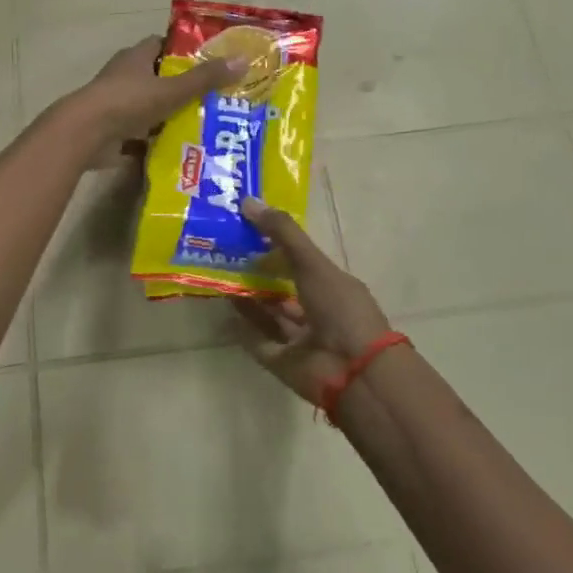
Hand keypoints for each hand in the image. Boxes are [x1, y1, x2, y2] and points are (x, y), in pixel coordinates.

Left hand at [60, 38, 243, 149]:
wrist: (85, 134)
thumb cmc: (128, 102)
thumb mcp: (172, 89)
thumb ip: (205, 79)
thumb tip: (242, 61)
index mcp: (135, 57)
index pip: (162, 45)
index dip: (184, 51)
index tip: (209, 61)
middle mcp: (124, 76)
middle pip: (157, 77)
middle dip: (181, 86)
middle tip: (213, 98)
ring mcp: (115, 104)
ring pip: (149, 106)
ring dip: (169, 115)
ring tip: (202, 125)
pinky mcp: (111, 129)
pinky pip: (139, 132)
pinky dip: (155, 139)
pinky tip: (177, 148)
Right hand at [232, 198, 394, 403]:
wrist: (352, 371)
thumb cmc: (340, 309)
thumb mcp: (312, 263)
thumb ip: (282, 234)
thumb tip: (248, 201)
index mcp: (332, 286)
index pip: (301, 261)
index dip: (277, 246)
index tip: (248, 229)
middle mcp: (317, 311)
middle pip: (283, 289)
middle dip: (258, 274)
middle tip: (225, 253)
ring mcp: (301, 339)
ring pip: (270, 315)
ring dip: (248, 300)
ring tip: (220, 278)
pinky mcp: (284, 362)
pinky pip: (258, 342)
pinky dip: (243, 330)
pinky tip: (223, 312)